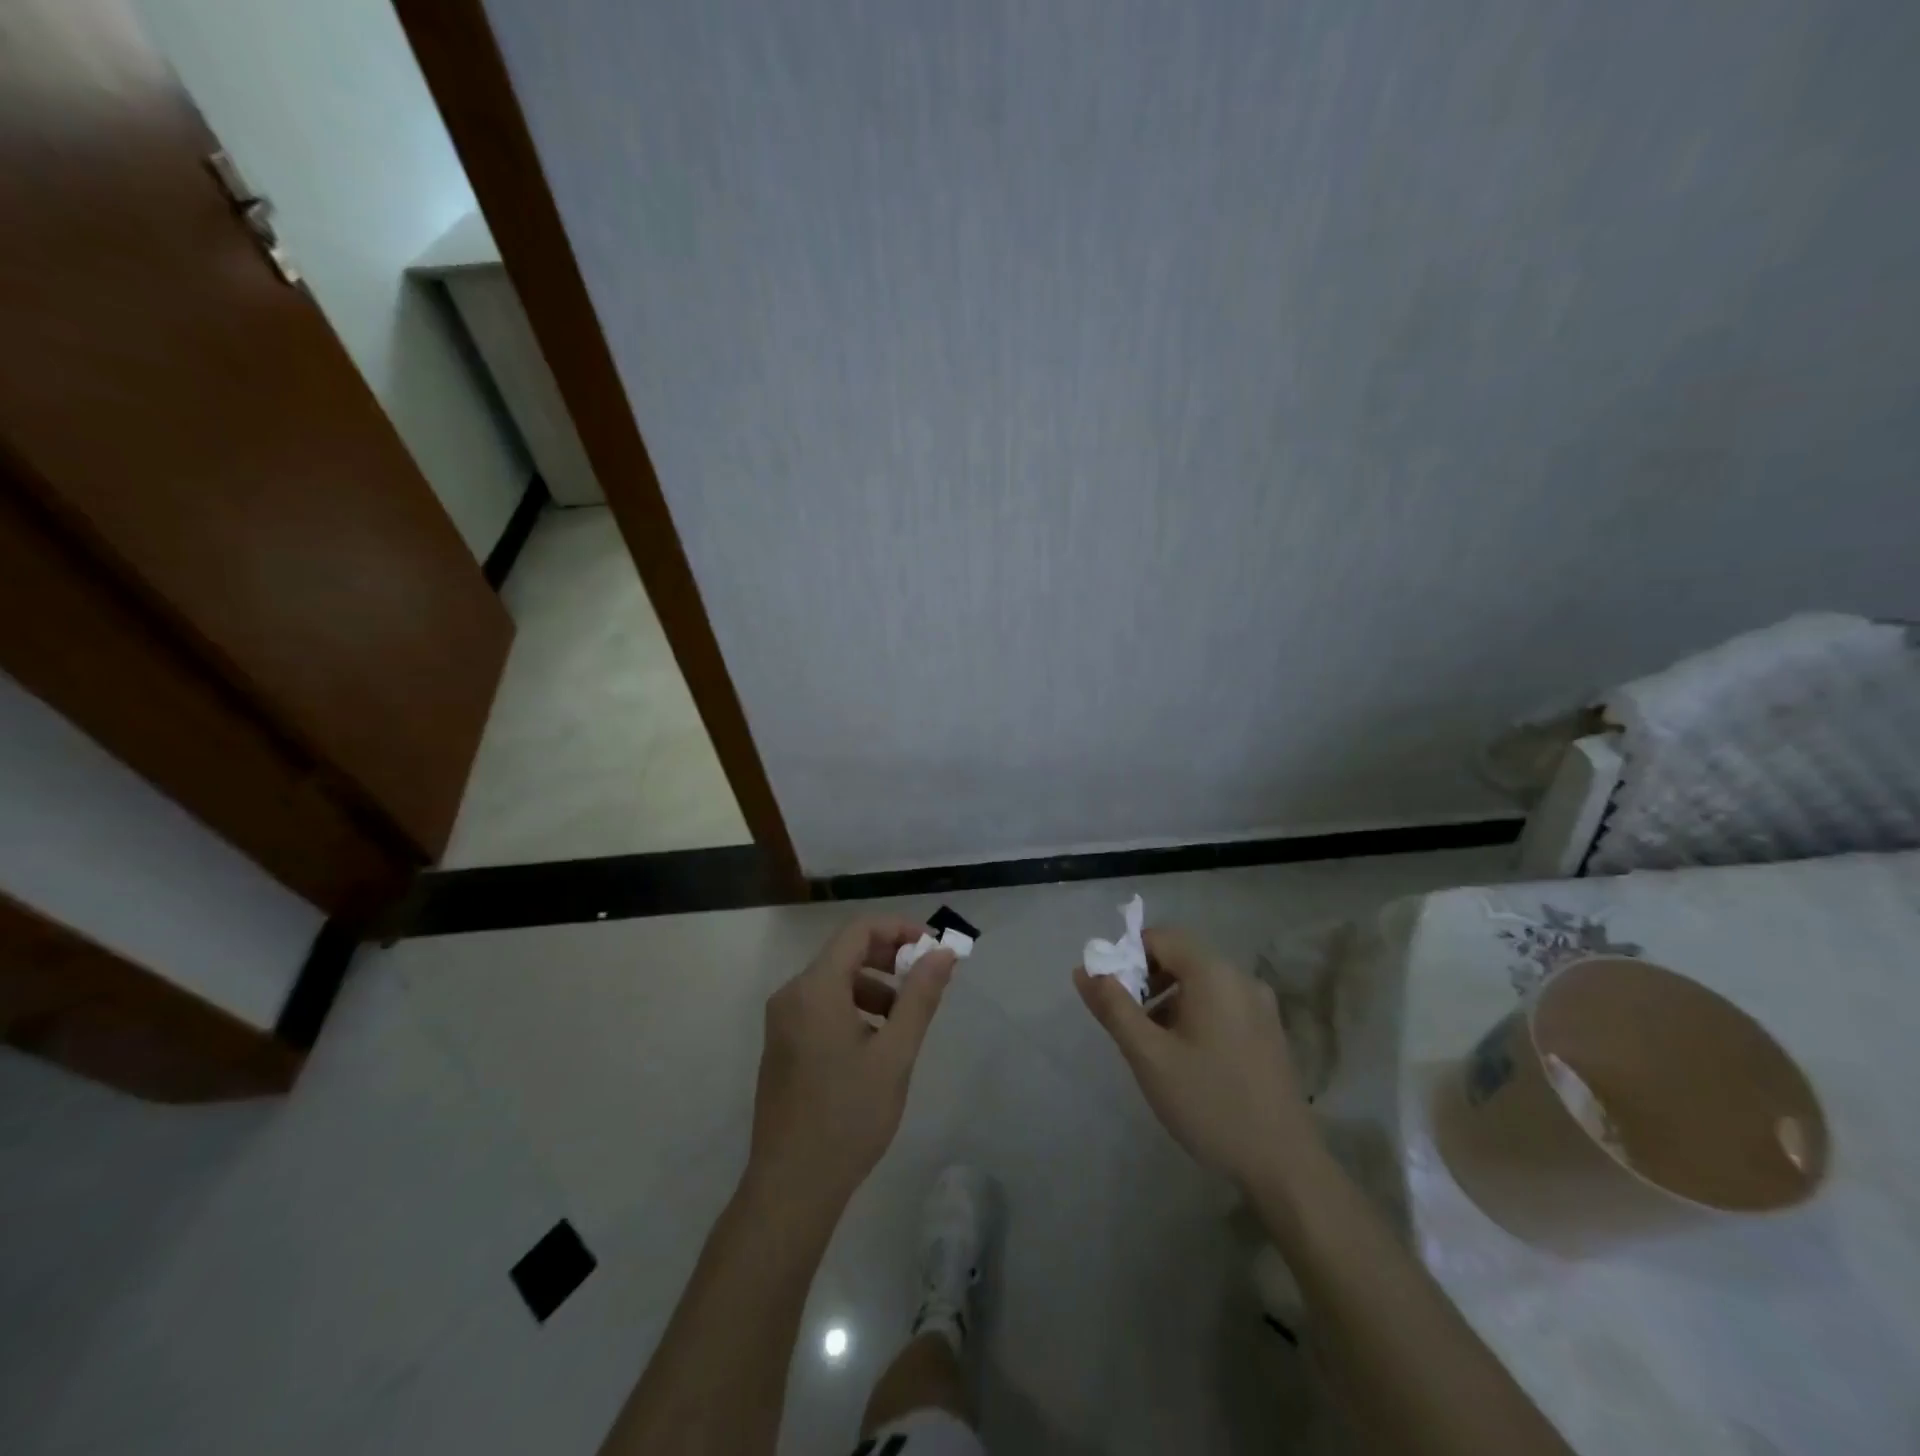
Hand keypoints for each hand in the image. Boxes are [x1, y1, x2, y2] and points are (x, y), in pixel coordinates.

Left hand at [745, 917, 956, 1213]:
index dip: (899, 929)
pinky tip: (876, 1043)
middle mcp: (792, 994)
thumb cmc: (848, 1116)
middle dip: (890, 958)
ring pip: (835, 981)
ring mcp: (783, 1021)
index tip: (933, 948)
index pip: (859, 931)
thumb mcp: (895, 1054)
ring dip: (875, 986)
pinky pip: (822, 1006)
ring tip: (905, 1020)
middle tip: (927, 980)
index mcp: (815, 988)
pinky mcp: (782, 1044)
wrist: (792, 1187)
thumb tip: (943, 953)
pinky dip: (854, 1007)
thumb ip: (920, 997)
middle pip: (845, 952)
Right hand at [1075, 927, 1319, 1189]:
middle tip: (1128, 1022)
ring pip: (1200, 982)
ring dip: (1169, 999)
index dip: (1127, 956)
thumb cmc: (1209, 1103)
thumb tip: (1083, 970)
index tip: (1111, 995)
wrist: (1284, 1165)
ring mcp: (1260, 1004)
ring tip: (1153, 1044)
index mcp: (1213, 974)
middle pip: (1181, 956)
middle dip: (1146, 980)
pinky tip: (1187, 1057)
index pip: (1159, 937)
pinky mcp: (1268, 1030)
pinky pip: (1221, 1002)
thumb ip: (1113, 1007)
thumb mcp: (1149, 1056)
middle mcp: (1240, 977)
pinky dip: (1194, 1013)